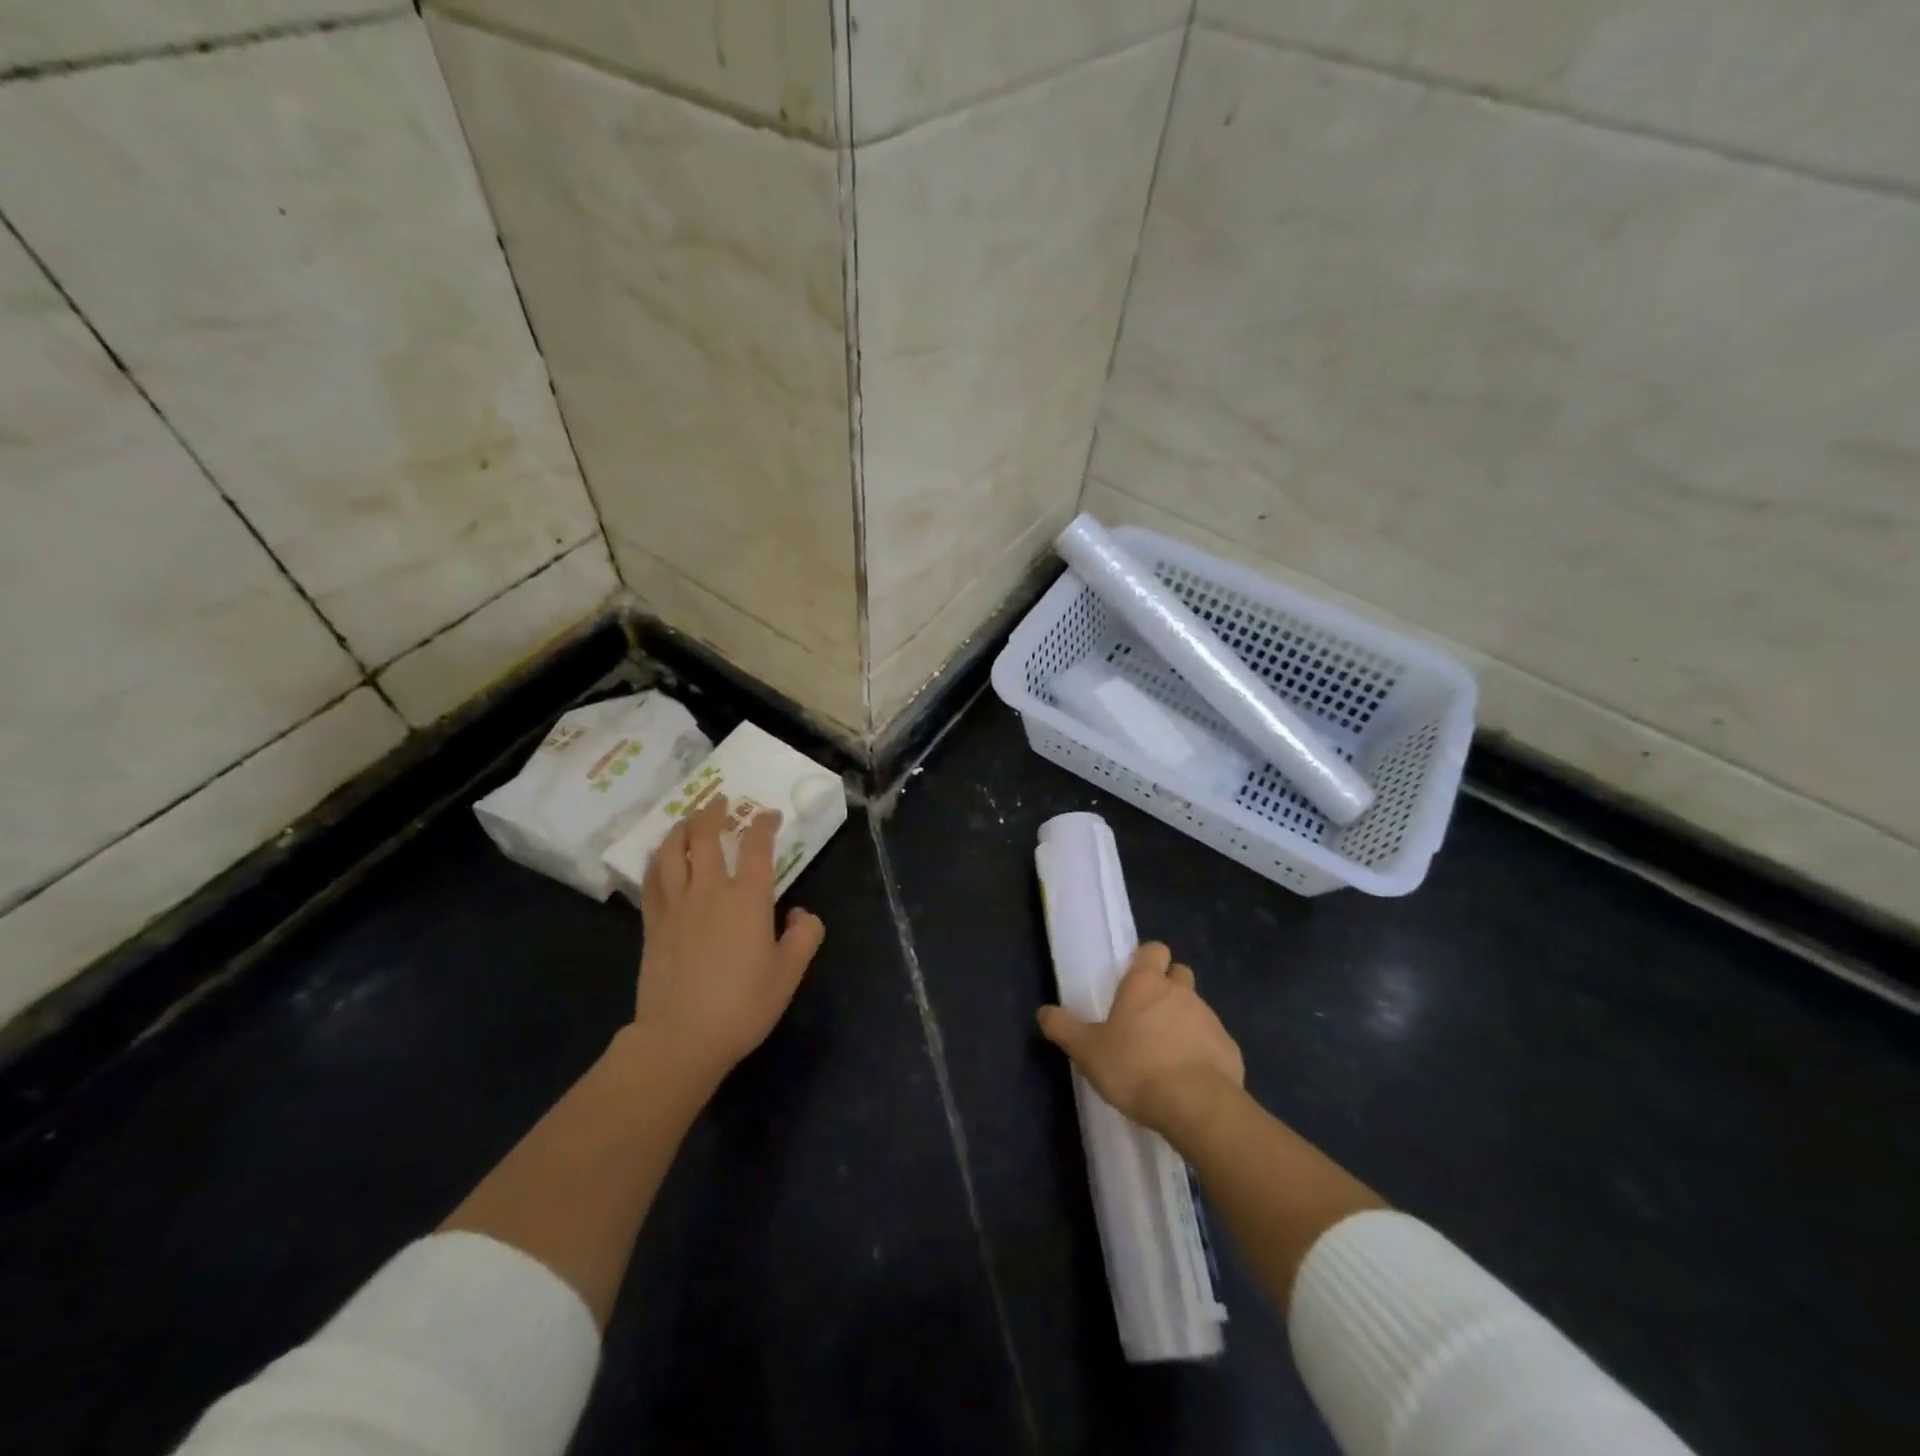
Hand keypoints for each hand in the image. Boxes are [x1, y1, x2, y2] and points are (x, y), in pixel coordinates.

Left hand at [633, 793, 825, 1089]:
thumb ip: (805, 937)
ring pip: (673, 850)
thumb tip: (801, 914)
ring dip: (681, 828)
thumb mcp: (789, 974)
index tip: (770, 815)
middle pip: (706, 836)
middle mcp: (710, 890)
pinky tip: (661, 858)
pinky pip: (651, 879)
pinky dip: (658, 859)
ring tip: (688, 820)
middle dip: (715, 812)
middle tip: (721, 801)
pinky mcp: (652, 923)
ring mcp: (676, 904)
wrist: (681, 1038)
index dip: (764, 823)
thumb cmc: (742, 1006)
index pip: (757, 845)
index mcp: (748, 898)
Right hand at [1037, 942, 1243, 1141]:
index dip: (1147, 959)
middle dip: (1169, 986)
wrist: (1196, 1105)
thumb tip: (1044, 1011)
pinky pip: (1213, 1041)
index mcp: (1146, 983)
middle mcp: (1180, 992)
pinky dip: (1203, 1051)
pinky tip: (1189, 1078)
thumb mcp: (1087, 1051)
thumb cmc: (1135, 1068)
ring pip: (1197, 1008)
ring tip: (1166, 1054)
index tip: (1136, 978)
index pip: (1154, 950)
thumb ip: (1064, 1028)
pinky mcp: (1229, 1048)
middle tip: (1149, 1015)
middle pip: (1179, 974)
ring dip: (1184, 1021)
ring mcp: (1210, 1018)